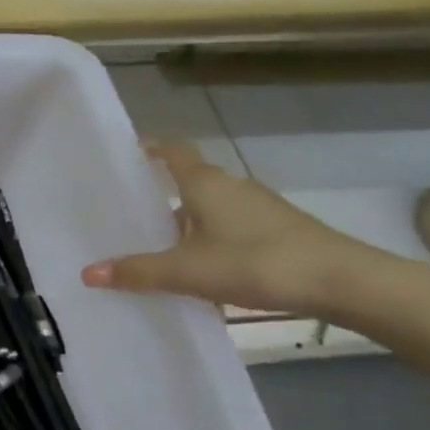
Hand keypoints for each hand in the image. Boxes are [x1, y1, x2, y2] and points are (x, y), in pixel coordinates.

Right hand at [81, 139, 391, 318]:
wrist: (341, 281)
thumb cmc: (255, 262)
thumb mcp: (188, 272)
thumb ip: (138, 271)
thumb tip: (87, 273)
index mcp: (205, 184)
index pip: (173, 152)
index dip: (151, 148)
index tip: (129, 152)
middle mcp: (231, 187)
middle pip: (189, 183)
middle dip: (161, 196)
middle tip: (130, 216)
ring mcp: (259, 208)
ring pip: (211, 209)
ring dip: (186, 224)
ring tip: (160, 250)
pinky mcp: (279, 230)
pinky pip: (231, 228)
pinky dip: (211, 242)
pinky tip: (203, 272)